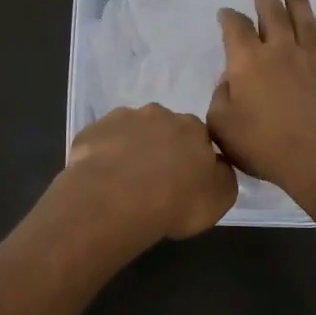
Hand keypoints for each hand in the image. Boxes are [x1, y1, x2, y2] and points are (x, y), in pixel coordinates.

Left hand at [56, 103, 238, 242]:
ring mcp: (121, 119)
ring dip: (131, 149)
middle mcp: (159, 114)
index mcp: (193, 127)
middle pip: (163, 128)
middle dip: (161, 148)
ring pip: (130, 131)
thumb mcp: (220, 198)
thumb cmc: (176, 200)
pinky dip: (103, 155)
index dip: (192, 158)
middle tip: (155, 180)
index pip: (198, 136)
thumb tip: (217, 166)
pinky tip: (101, 179)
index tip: (185, 179)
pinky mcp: (91, 130)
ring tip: (124, 182)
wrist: (117, 199)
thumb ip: (223, 176)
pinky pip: (101, 141)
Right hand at [208, 0, 315, 206]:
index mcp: (247, 60)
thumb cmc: (264, 144)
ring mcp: (310, 59)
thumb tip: (228, 81)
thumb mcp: (222, 127)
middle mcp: (279, 50)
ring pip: (303, 20)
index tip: (225, 12)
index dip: (228, 17)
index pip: (235, 28)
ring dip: (297, 0)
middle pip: (272, 14)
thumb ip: (220, 99)